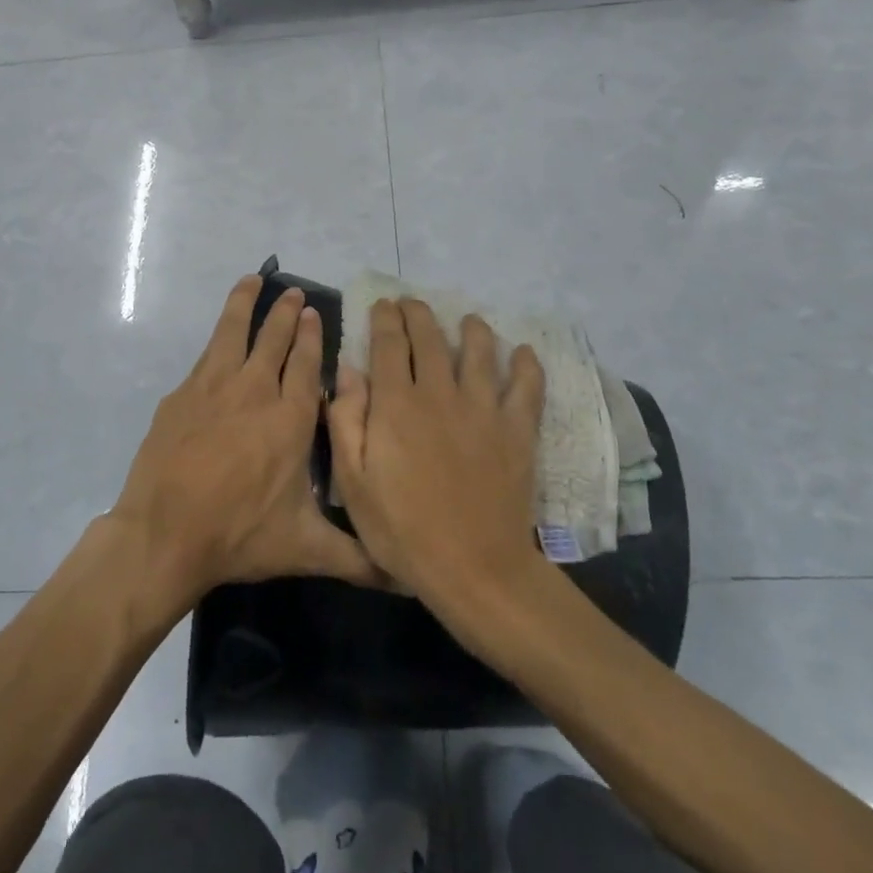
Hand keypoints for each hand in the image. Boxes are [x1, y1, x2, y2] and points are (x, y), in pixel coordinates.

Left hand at [110, 276, 384, 610]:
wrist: (164, 534)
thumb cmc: (239, 536)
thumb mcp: (306, 549)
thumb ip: (357, 557)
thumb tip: (406, 578)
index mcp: (290, 420)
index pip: (306, 365)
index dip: (311, 337)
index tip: (314, 313)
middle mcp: (255, 392)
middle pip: (274, 341)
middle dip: (286, 315)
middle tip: (294, 294)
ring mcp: (213, 388)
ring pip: (235, 333)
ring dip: (247, 305)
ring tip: (254, 280)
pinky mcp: (182, 396)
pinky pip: (206, 355)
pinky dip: (217, 334)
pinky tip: (220, 333)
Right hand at [327, 299, 546, 613]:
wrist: (474, 568)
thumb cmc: (402, 530)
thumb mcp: (353, 483)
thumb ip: (346, 421)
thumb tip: (348, 372)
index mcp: (396, 404)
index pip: (390, 344)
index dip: (385, 319)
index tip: (383, 305)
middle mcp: (440, 393)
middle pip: (431, 338)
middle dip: (419, 313)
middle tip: (412, 304)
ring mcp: (483, 409)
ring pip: (480, 352)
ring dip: (473, 329)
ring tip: (469, 321)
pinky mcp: (517, 430)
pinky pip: (527, 386)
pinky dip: (527, 365)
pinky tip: (524, 354)